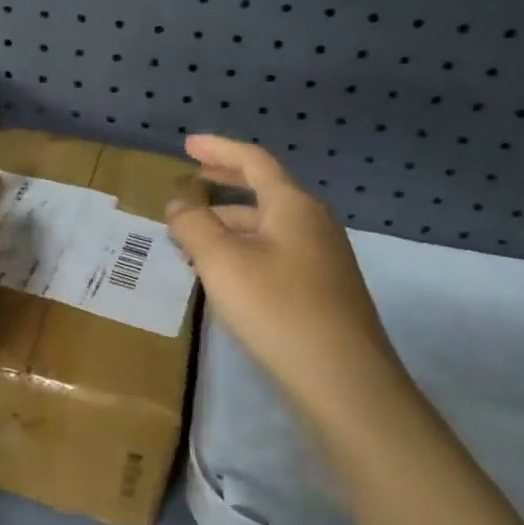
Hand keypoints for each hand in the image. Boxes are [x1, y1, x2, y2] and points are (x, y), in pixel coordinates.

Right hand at [167, 134, 408, 418]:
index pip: (254, 161)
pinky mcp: (324, 290)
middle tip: (194, 176)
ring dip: (232, 222)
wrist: (344, 381)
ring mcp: (324, 258)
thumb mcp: (222, 263)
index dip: (218, 148)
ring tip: (195, 233)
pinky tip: (226, 272)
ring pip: (269, 226)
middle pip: (265, 190)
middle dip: (226, 181)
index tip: (188, 144)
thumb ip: (194, 226)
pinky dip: (246, 248)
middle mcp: (314, 224)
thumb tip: (179, 202)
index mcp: (294, 206)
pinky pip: (277, 253)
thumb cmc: (278, 309)